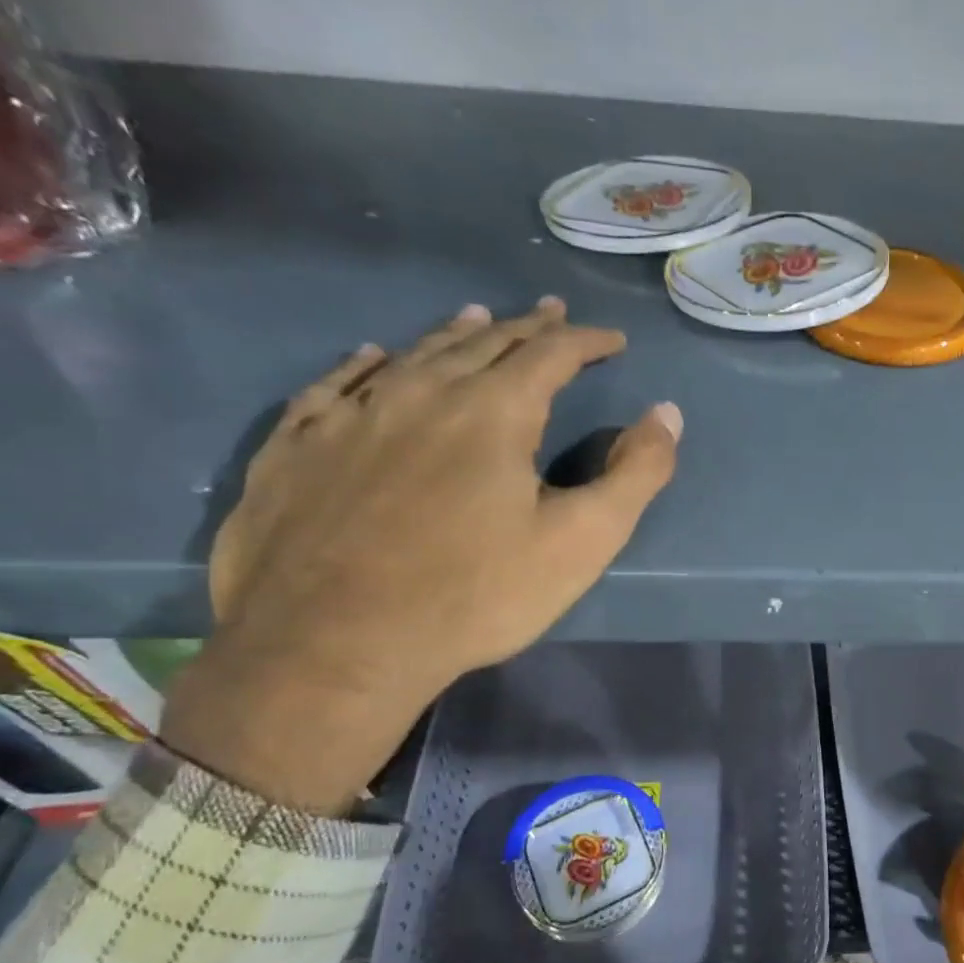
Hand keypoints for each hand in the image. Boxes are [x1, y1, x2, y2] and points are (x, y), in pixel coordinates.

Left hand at [160, 299, 680, 812]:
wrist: (334, 647)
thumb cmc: (476, 596)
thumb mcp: (582, 542)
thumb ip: (635, 474)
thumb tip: (666, 413)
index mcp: (492, 412)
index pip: (549, 354)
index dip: (586, 341)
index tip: (612, 340)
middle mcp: (419, 394)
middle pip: (482, 343)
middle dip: (525, 327)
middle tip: (551, 314)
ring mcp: (348, 417)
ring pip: (411, 355)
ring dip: (453, 335)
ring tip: (476, 318)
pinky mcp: (297, 448)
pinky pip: (334, 385)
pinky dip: (364, 364)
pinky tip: (372, 357)